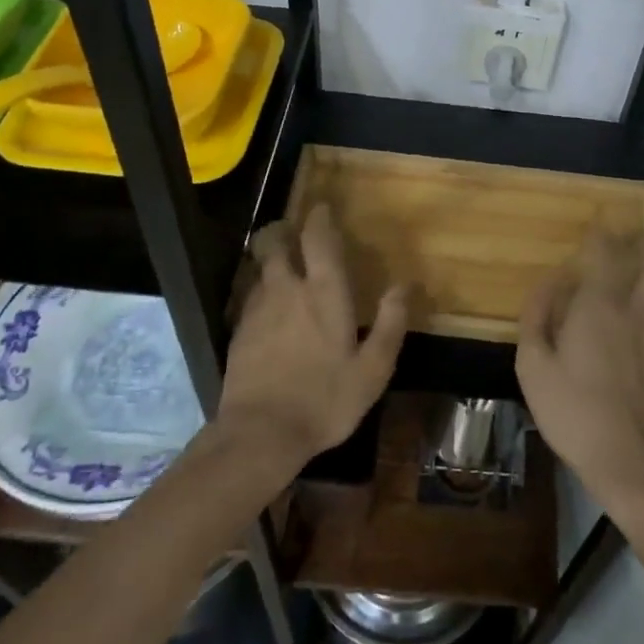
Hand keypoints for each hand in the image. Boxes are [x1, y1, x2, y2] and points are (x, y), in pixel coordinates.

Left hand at [217, 203, 407, 471]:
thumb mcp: (372, 369)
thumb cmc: (325, 399)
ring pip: (259, 268)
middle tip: (292, 232)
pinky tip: (268, 310)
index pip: (317, 238)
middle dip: (281, 229)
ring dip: (269, 260)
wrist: (259, 434)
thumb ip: (390, 323)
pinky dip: (260, 291)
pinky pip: (249, 296)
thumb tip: (405, 285)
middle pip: (274, 242)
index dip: (319, 218)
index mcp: (323, 292)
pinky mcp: (238, 332)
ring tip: (281, 267)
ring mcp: (257, 309)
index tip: (322, 208)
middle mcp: (287, 289)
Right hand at [517, 235, 643, 510]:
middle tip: (632, 241)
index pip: (606, 252)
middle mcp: (639, 309)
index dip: (603, 232)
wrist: (636, 464)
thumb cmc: (575, 414)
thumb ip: (537, 318)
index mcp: (600, 305)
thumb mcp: (534, 368)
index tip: (599, 222)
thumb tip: (548, 282)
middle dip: (643, 244)